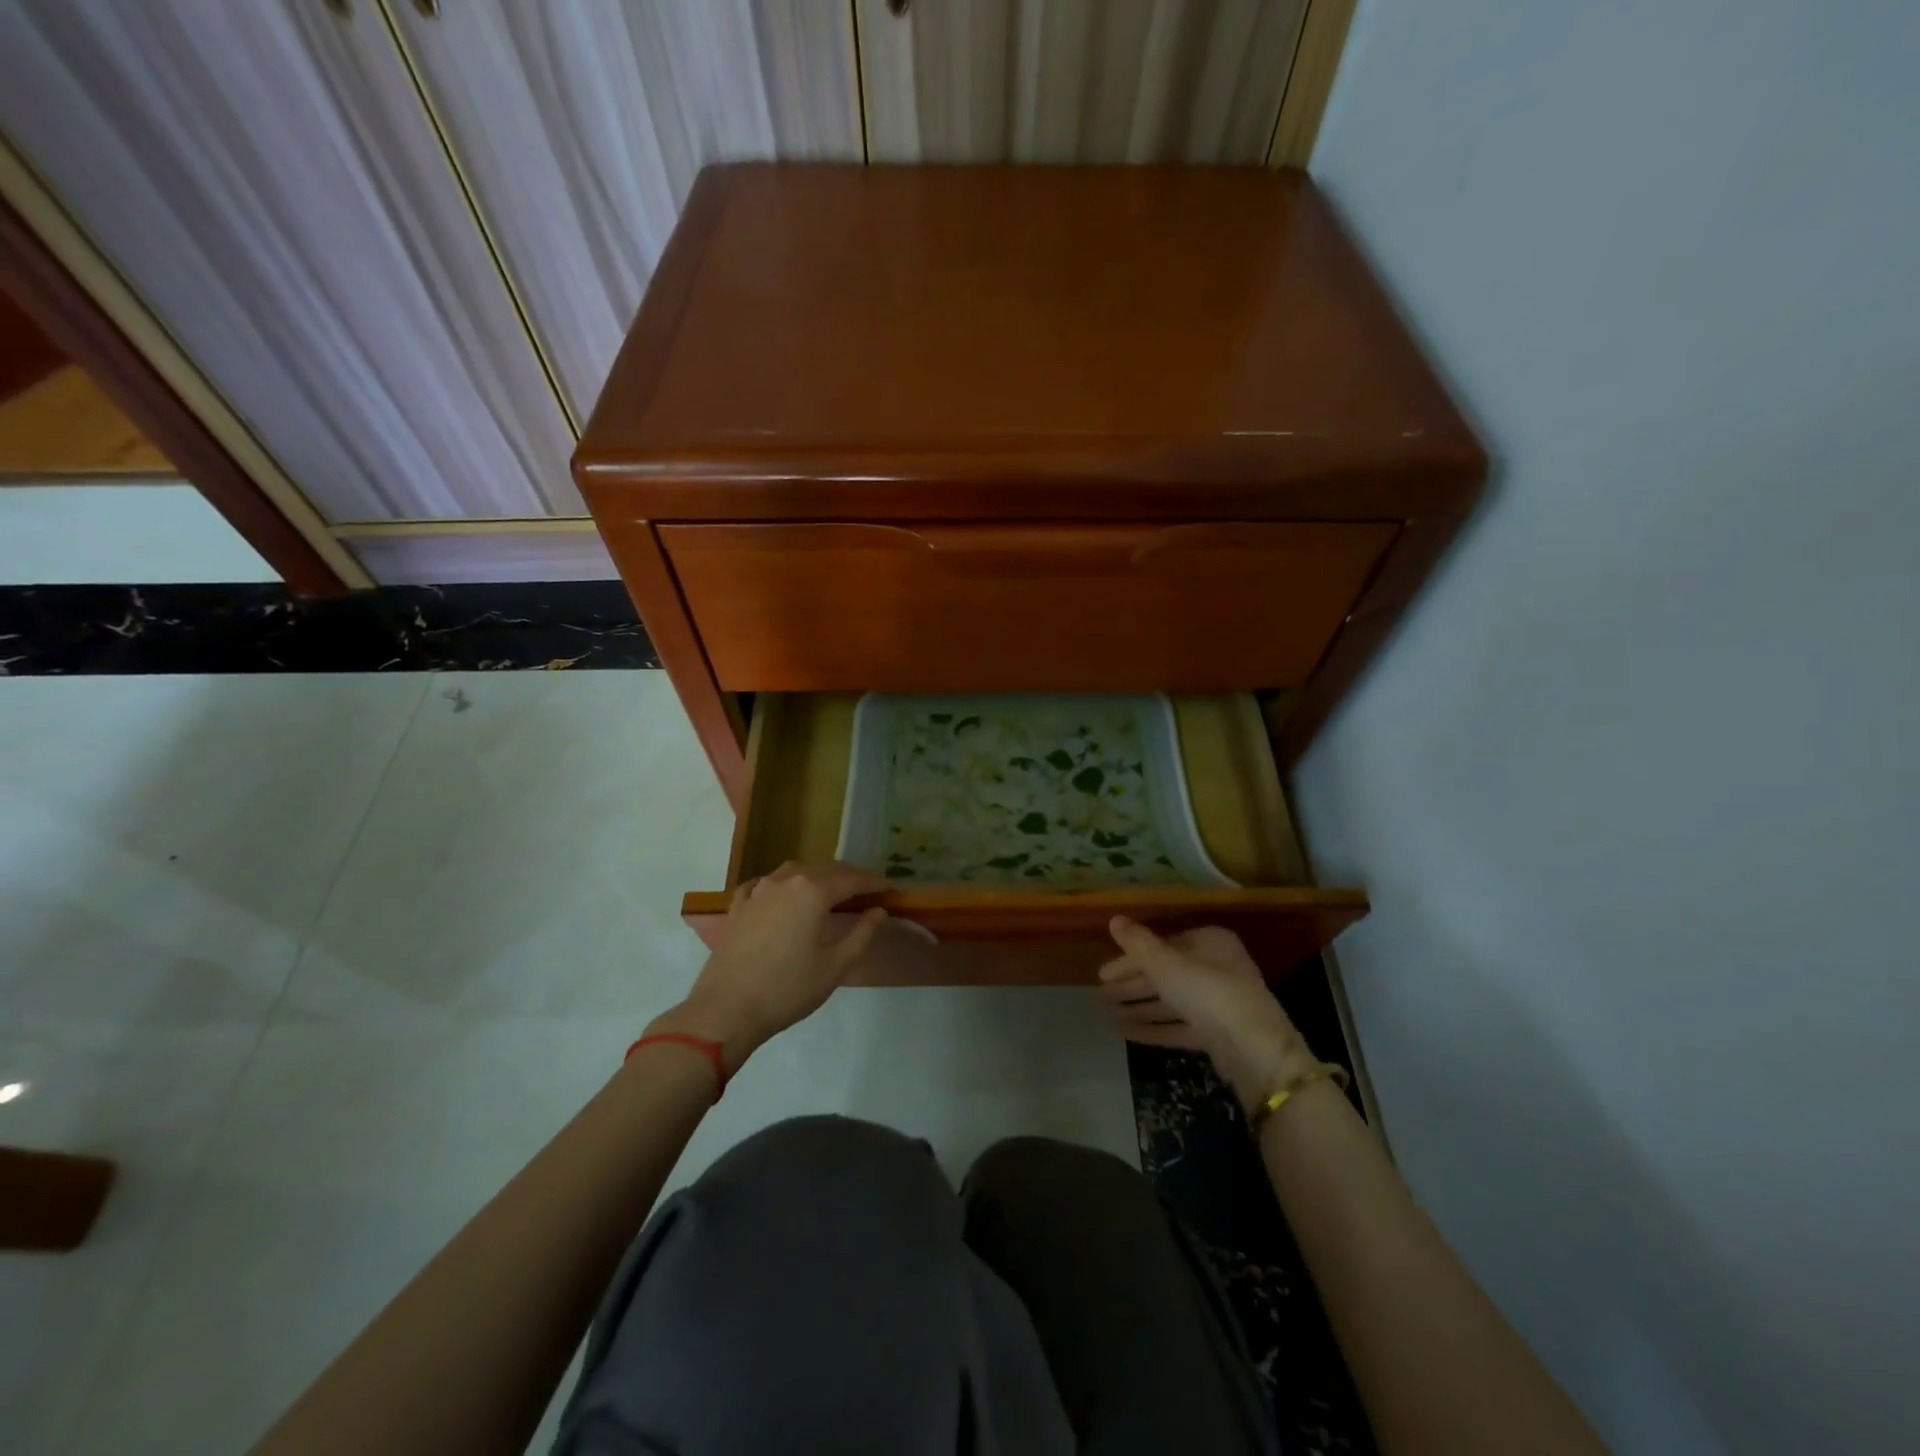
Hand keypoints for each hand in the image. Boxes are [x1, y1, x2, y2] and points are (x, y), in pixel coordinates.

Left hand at [647, 862, 887, 1072]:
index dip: (875, 882)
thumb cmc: (788, 989)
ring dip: (817, 878)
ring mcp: (758, 891)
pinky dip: (782, 885)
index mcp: (813, 891)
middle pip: (826, 870)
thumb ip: (862, 934)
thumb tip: (878, 911)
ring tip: (830, 893)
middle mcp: (786, 881)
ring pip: (795, 872)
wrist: (726, 1010)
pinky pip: (764, 884)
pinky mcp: (738, 906)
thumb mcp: (835, 966)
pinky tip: (782, 895)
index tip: (892, 890)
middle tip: (868, 892)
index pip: (853, 878)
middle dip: (850, 878)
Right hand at [1097, 917, 1319, 1113]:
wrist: (1255, 1050)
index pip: (1162, 946)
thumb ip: (1138, 943)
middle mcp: (1217, 967)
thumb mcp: (1166, 964)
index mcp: (1209, 942)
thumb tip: (1114, 918)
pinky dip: (1155, 1028)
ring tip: (1107, 1016)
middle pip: (1165, 974)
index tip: (1102, 974)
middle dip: (1131, 986)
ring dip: (1139, 1008)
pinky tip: (1127, 1034)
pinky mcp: (1218, 1034)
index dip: (1130, 960)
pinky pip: (1179, 1026)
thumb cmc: (1208, 992)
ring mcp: (1219, 1003)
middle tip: (1100, 997)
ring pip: (1171, 1001)